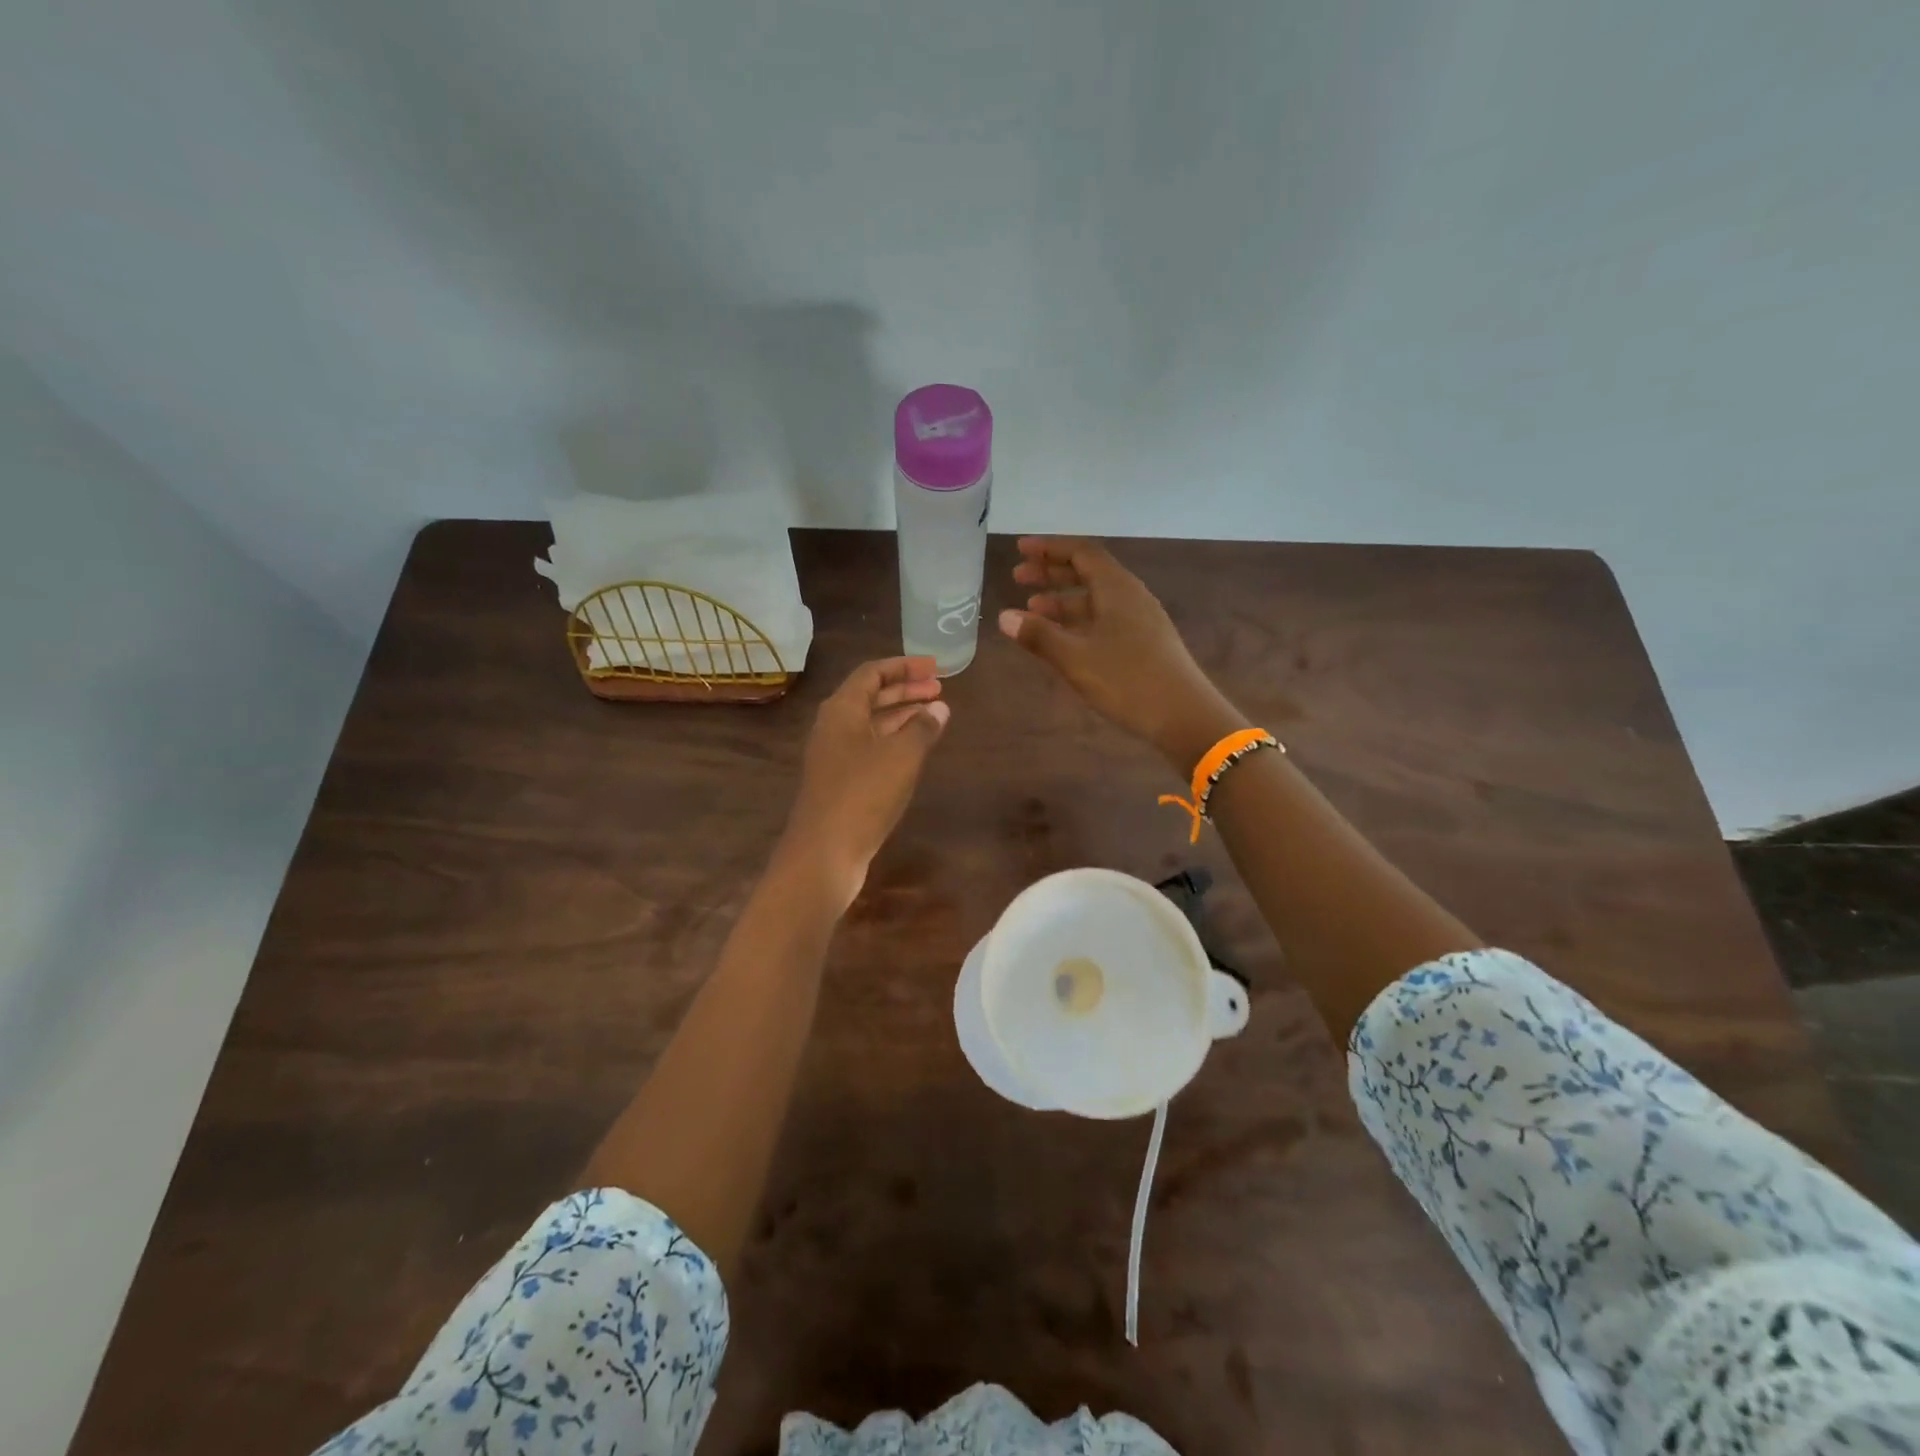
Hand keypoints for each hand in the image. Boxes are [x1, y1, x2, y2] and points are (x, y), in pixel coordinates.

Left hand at [782, 657, 949, 908]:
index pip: (872, 673)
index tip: (934, 667)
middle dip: (905, 690)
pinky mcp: (839, 781)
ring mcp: (834, 755)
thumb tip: (939, 708)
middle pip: (870, 696)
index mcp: (842, 710)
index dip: (904, 666)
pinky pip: (869, 747)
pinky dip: (893, 740)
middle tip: (939, 689)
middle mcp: (833, 727)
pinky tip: (915, 750)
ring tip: (934, 715)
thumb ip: (923, 728)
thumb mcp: (902, 756)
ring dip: (901, 715)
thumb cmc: (863, 794)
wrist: (824, 852)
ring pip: (871, 723)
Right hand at [999, 536, 1242, 770]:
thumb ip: (1039, 636)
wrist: (1184, 716)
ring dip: (1063, 600)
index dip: (1049, 548)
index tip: (1021, 550)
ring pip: (1096, 599)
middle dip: (1052, 573)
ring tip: (1032, 611)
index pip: (1081, 552)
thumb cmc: (1127, 680)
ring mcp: (1140, 620)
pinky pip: (1105, 618)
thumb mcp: (1075, 658)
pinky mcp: (1145, 642)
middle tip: (1018, 578)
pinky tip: (1064, 638)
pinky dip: (1079, 621)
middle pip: (1088, 572)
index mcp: (1116, 588)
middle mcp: (1131, 596)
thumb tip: (1004, 617)